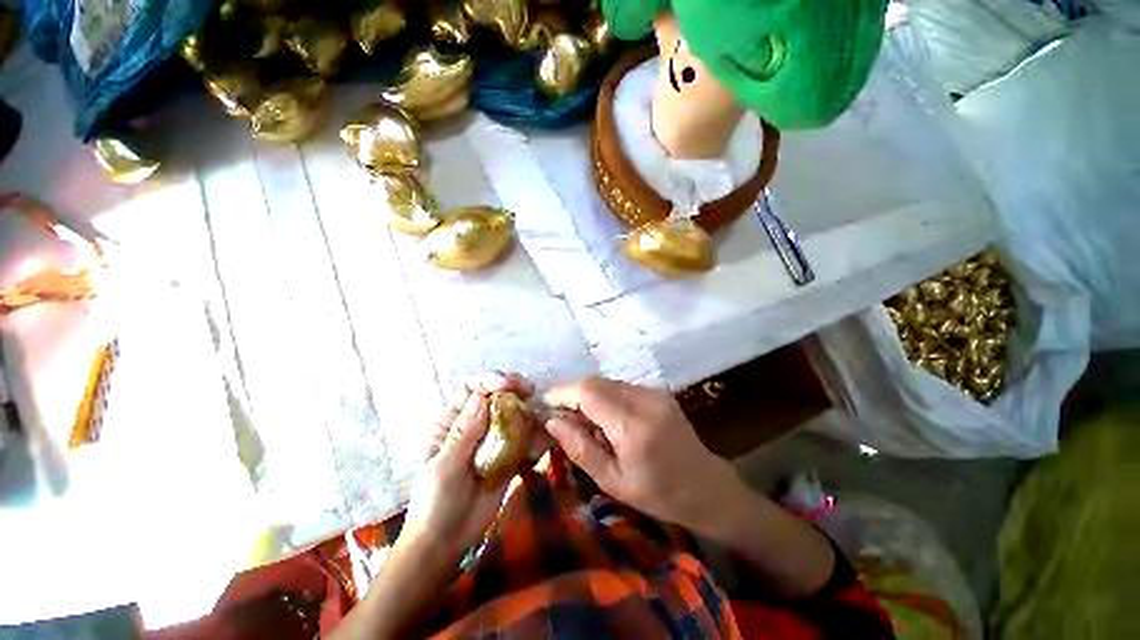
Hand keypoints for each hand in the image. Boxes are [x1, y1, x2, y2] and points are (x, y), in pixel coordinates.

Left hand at [401, 372, 534, 559]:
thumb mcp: (443, 468)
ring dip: (527, 409)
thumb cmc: (435, 503)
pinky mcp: (507, 455)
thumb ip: (463, 434)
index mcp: (451, 422)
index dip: (490, 380)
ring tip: (541, 413)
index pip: (471, 389)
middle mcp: (474, 425)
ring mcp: (492, 440)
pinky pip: (522, 438)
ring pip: (512, 414)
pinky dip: (534, 433)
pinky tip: (544, 435)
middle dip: (513, 388)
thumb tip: (482, 397)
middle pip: (495, 396)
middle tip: (531, 391)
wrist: (446, 542)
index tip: (510, 383)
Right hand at [543, 376, 744, 529]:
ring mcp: (654, 392)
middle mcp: (644, 400)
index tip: (544, 404)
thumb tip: (552, 421)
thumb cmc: (659, 495)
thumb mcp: (613, 482)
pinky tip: (607, 419)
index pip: (588, 392)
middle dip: (572, 394)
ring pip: (607, 382)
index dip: (562, 393)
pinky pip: (621, 387)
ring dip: (588, 396)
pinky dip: (605, 397)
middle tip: (562, 417)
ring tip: (585, 422)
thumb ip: (580, 448)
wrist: (707, 487)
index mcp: (633, 426)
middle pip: (596, 382)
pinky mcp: (658, 392)